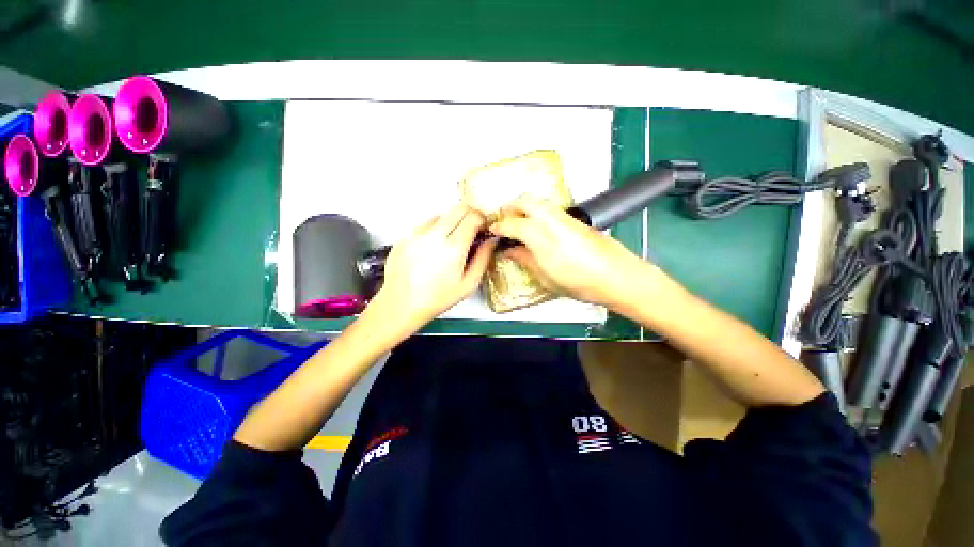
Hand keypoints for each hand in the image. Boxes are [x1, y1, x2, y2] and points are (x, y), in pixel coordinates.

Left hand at [370, 204, 496, 329]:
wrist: (400, 304)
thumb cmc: (438, 298)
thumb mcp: (468, 284)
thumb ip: (483, 259)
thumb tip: (492, 240)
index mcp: (453, 248)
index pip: (472, 217)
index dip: (482, 219)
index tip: (484, 228)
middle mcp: (434, 235)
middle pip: (458, 208)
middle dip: (469, 214)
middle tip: (472, 229)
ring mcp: (416, 233)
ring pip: (441, 214)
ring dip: (451, 222)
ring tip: (450, 241)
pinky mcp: (404, 236)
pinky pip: (425, 224)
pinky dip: (435, 229)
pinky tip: (433, 247)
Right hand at [489, 197, 662, 307]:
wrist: (618, 277)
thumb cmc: (580, 284)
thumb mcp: (546, 278)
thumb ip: (525, 260)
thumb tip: (510, 251)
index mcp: (543, 239)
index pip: (514, 223)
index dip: (499, 226)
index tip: (492, 230)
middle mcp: (554, 222)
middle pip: (526, 201)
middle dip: (510, 207)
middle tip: (504, 221)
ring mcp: (566, 218)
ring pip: (539, 202)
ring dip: (524, 208)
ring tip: (519, 225)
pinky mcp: (576, 220)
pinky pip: (550, 209)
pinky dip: (537, 213)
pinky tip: (538, 229)